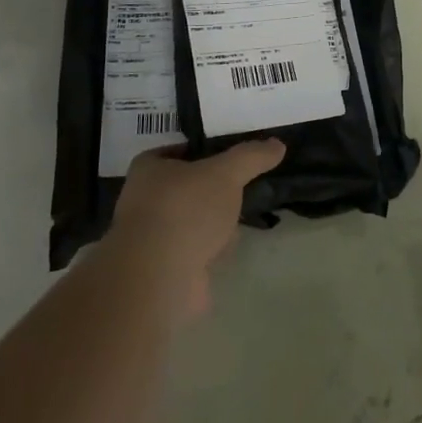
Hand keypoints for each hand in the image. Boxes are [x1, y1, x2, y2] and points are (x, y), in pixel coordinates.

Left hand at [109, 139, 284, 313]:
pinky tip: (223, 251)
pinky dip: (208, 250)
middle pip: (187, 187)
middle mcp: (143, 199)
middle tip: (239, 189)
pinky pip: (192, 249)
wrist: (159, 278)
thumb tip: (278, 144)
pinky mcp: (162, 268)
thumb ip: (251, 157)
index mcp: (148, 169)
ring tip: (236, 222)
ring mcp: (151, 237)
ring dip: (212, 223)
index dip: (204, 151)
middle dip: (213, 191)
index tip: (232, 157)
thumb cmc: (186, 210)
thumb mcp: (226, 173)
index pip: (178, 151)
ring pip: (192, 220)